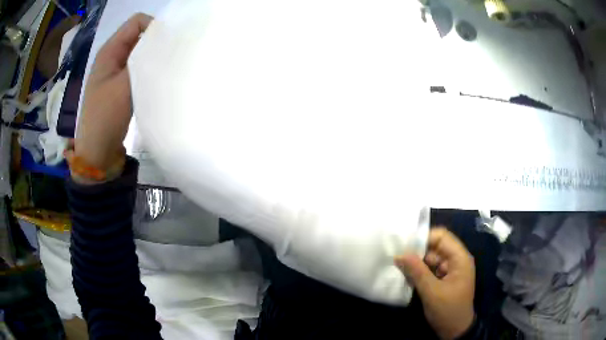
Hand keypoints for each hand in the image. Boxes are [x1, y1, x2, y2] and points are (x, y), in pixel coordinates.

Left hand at [73, 13, 152, 177]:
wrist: (97, 151)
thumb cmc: (106, 116)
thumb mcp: (124, 85)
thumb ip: (143, 60)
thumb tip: (166, 41)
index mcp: (110, 50)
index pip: (137, 21)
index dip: (154, 26)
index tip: (168, 43)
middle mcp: (113, 56)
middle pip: (139, 36)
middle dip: (156, 42)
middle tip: (171, 57)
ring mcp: (116, 72)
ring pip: (140, 53)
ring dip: (152, 58)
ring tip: (165, 69)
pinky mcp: (121, 85)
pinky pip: (138, 69)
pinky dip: (148, 71)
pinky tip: (156, 81)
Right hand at [395, 227, 474, 339]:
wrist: (455, 331)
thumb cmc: (448, 310)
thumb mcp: (431, 292)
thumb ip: (417, 271)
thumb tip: (400, 254)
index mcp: (459, 258)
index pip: (442, 237)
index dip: (424, 237)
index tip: (404, 244)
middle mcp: (455, 260)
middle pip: (435, 247)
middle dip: (417, 251)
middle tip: (397, 256)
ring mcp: (449, 270)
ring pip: (430, 259)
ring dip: (416, 262)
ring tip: (398, 265)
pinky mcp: (443, 279)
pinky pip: (429, 269)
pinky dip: (418, 271)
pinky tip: (405, 275)